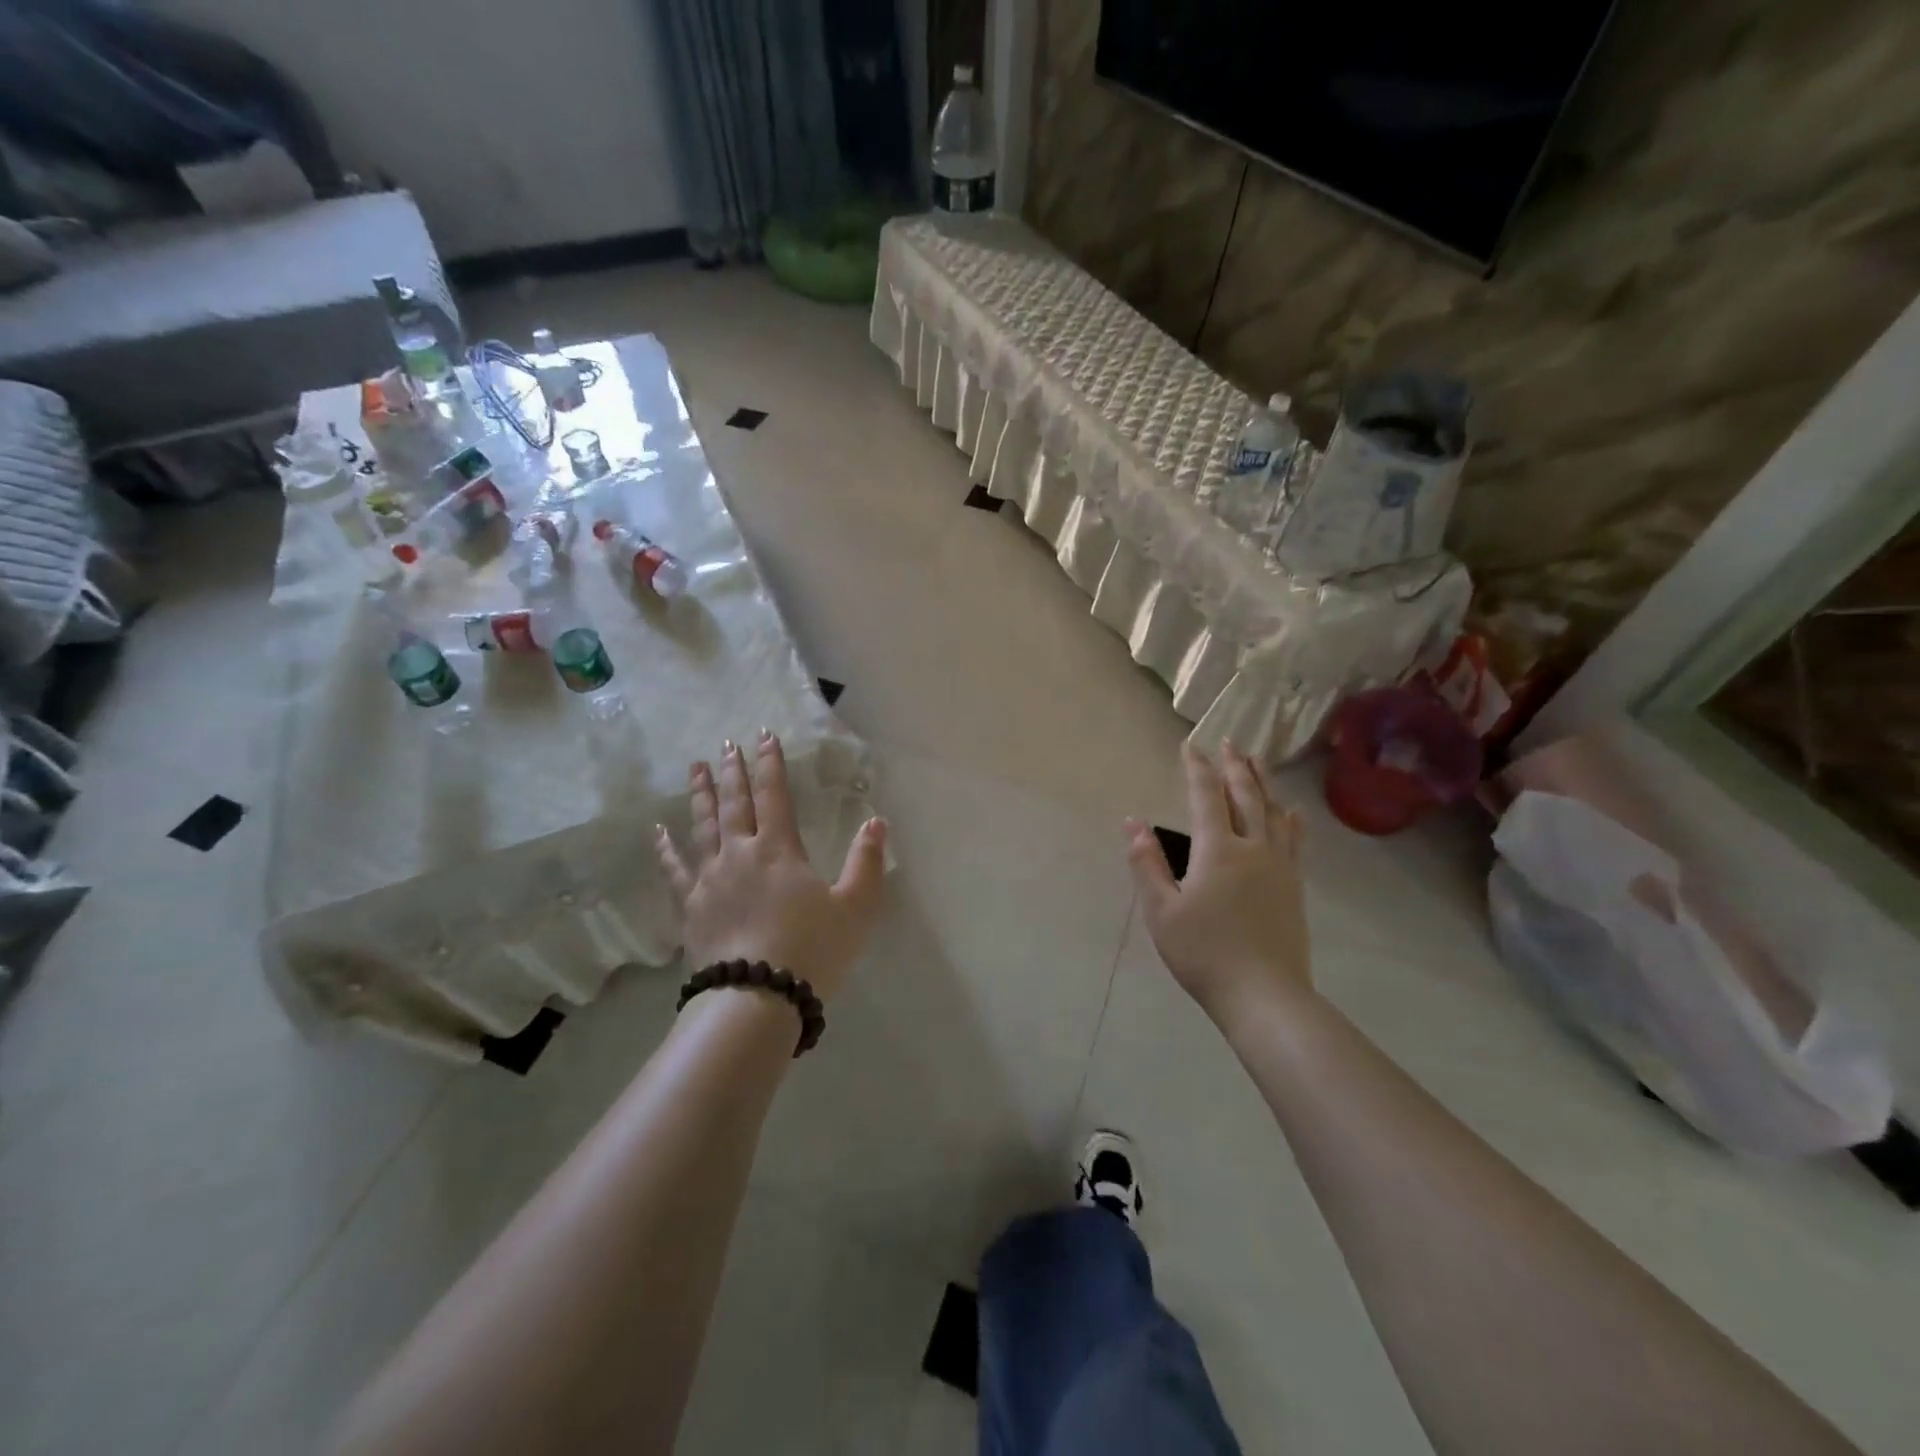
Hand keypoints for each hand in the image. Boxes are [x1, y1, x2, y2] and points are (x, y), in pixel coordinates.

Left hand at [656, 732, 886, 1000]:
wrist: (757, 998)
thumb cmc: (812, 950)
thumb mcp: (855, 907)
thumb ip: (867, 862)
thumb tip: (876, 822)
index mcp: (780, 850)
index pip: (775, 795)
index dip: (771, 764)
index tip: (764, 736)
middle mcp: (741, 854)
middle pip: (735, 804)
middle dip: (733, 771)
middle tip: (726, 744)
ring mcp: (710, 879)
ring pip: (703, 827)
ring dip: (701, 795)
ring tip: (696, 769)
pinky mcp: (691, 907)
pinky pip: (675, 870)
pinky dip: (666, 849)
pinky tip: (659, 832)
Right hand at [1125, 743, 1312, 1022]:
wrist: (1264, 995)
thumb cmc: (1204, 953)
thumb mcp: (1161, 911)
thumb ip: (1146, 863)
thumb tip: (1133, 823)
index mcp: (1217, 850)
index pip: (1206, 796)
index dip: (1197, 768)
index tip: (1190, 746)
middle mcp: (1252, 848)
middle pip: (1245, 795)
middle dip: (1235, 766)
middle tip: (1228, 742)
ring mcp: (1279, 866)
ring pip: (1273, 812)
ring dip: (1263, 783)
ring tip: (1258, 761)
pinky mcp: (1294, 886)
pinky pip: (1294, 839)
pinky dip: (1289, 818)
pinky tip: (1291, 812)